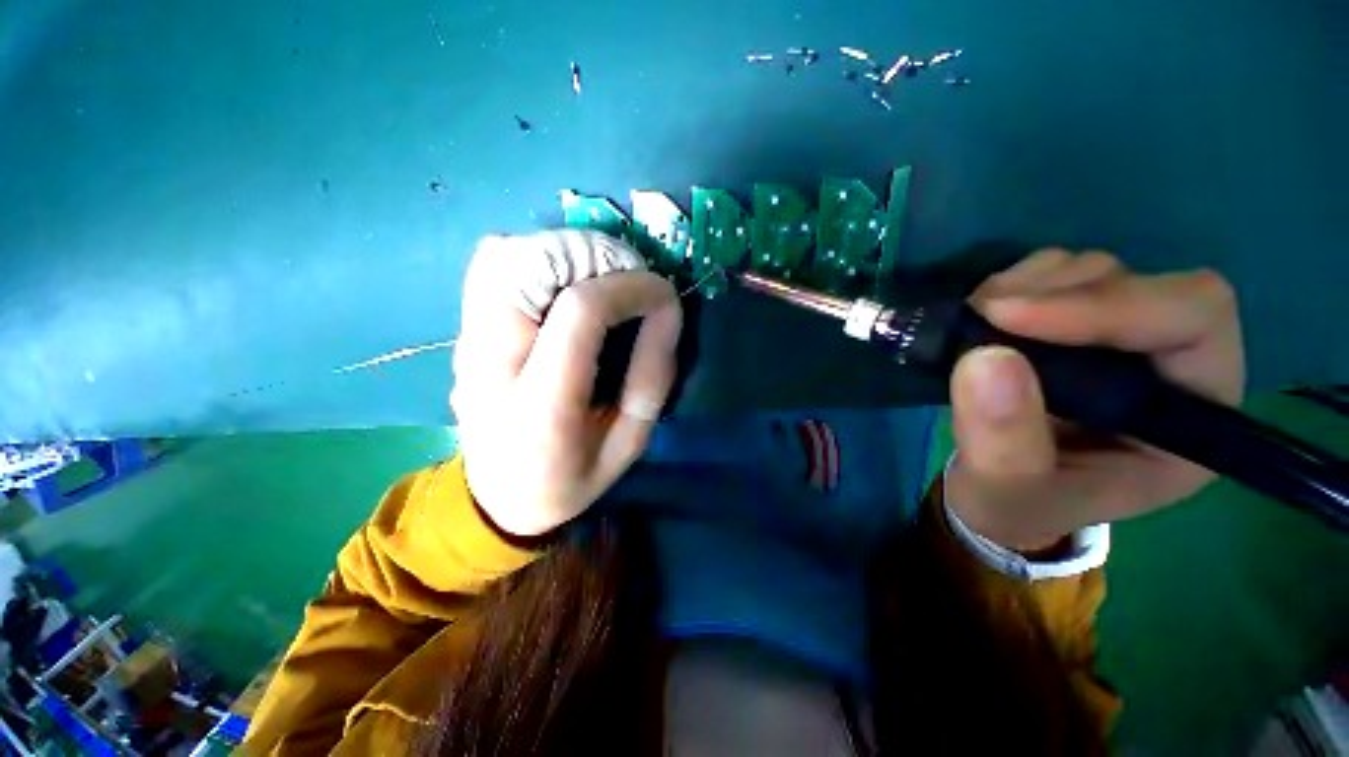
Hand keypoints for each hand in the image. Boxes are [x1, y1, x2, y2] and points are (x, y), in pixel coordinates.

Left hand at [450, 231, 682, 535]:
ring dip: (567, 253)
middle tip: (632, 282)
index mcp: (541, 405)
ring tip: (601, 281)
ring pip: (507, 252)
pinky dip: (535, 255)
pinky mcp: (463, 330)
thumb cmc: (571, 478)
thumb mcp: (629, 443)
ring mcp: (467, 341)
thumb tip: (667, 309)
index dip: (630, 288)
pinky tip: (562, 284)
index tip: (663, 294)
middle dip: (598, 258)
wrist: (497, 497)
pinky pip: (491, 263)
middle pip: (534, 265)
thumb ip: (652, 377)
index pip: (581, 311)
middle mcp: (491, 362)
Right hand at [947, 249, 1244, 552]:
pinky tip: (982, 314)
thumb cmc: (1018, 503)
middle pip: (1142, 284)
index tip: (1011, 316)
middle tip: (983, 314)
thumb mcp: (1006, 491)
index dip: (1112, 305)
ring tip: (977, 319)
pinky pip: (1056, 275)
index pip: (1193, 321)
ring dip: (1030, 284)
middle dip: (1060, 291)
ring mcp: (1119, 339)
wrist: (998, 493)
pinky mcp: (1073, 327)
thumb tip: (984, 358)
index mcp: (1188, 419)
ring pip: (1095, 271)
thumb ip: (1003, 441)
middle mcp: (1168, 366)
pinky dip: (1014, 283)